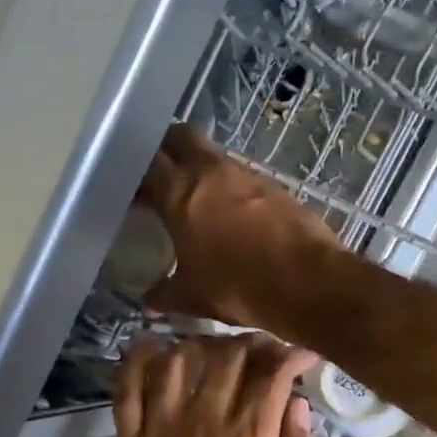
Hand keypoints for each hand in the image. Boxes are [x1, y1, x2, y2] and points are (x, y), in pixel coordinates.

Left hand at [107, 333, 320, 436]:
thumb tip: (297, 407)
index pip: (271, 373)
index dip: (290, 354)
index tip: (303, 357)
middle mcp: (204, 427)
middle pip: (227, 357)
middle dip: (254, 343)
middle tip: (268, 354)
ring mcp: (161, 435)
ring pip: (179, 361)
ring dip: (203, 344)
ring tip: (222, 352)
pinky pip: (127, 391)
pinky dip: (137, 360)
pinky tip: (154, 346)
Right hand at [139, 125, 340, 332]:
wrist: (308, 283)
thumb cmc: (239, 287)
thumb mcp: (193, 296)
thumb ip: (165, 294)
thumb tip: (148, 299)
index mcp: (180, 192)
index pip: (146, 162)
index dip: (133, 171)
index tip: (127, 187)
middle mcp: (211, 171)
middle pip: (180, 137)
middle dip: (166, 149)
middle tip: (158, 174)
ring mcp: (247, 174)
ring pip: (213, 155)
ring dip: (200, 167)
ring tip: (194, 198)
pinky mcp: (274, 185)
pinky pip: (241, 175)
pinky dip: (229, 186)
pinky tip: (230, 214)